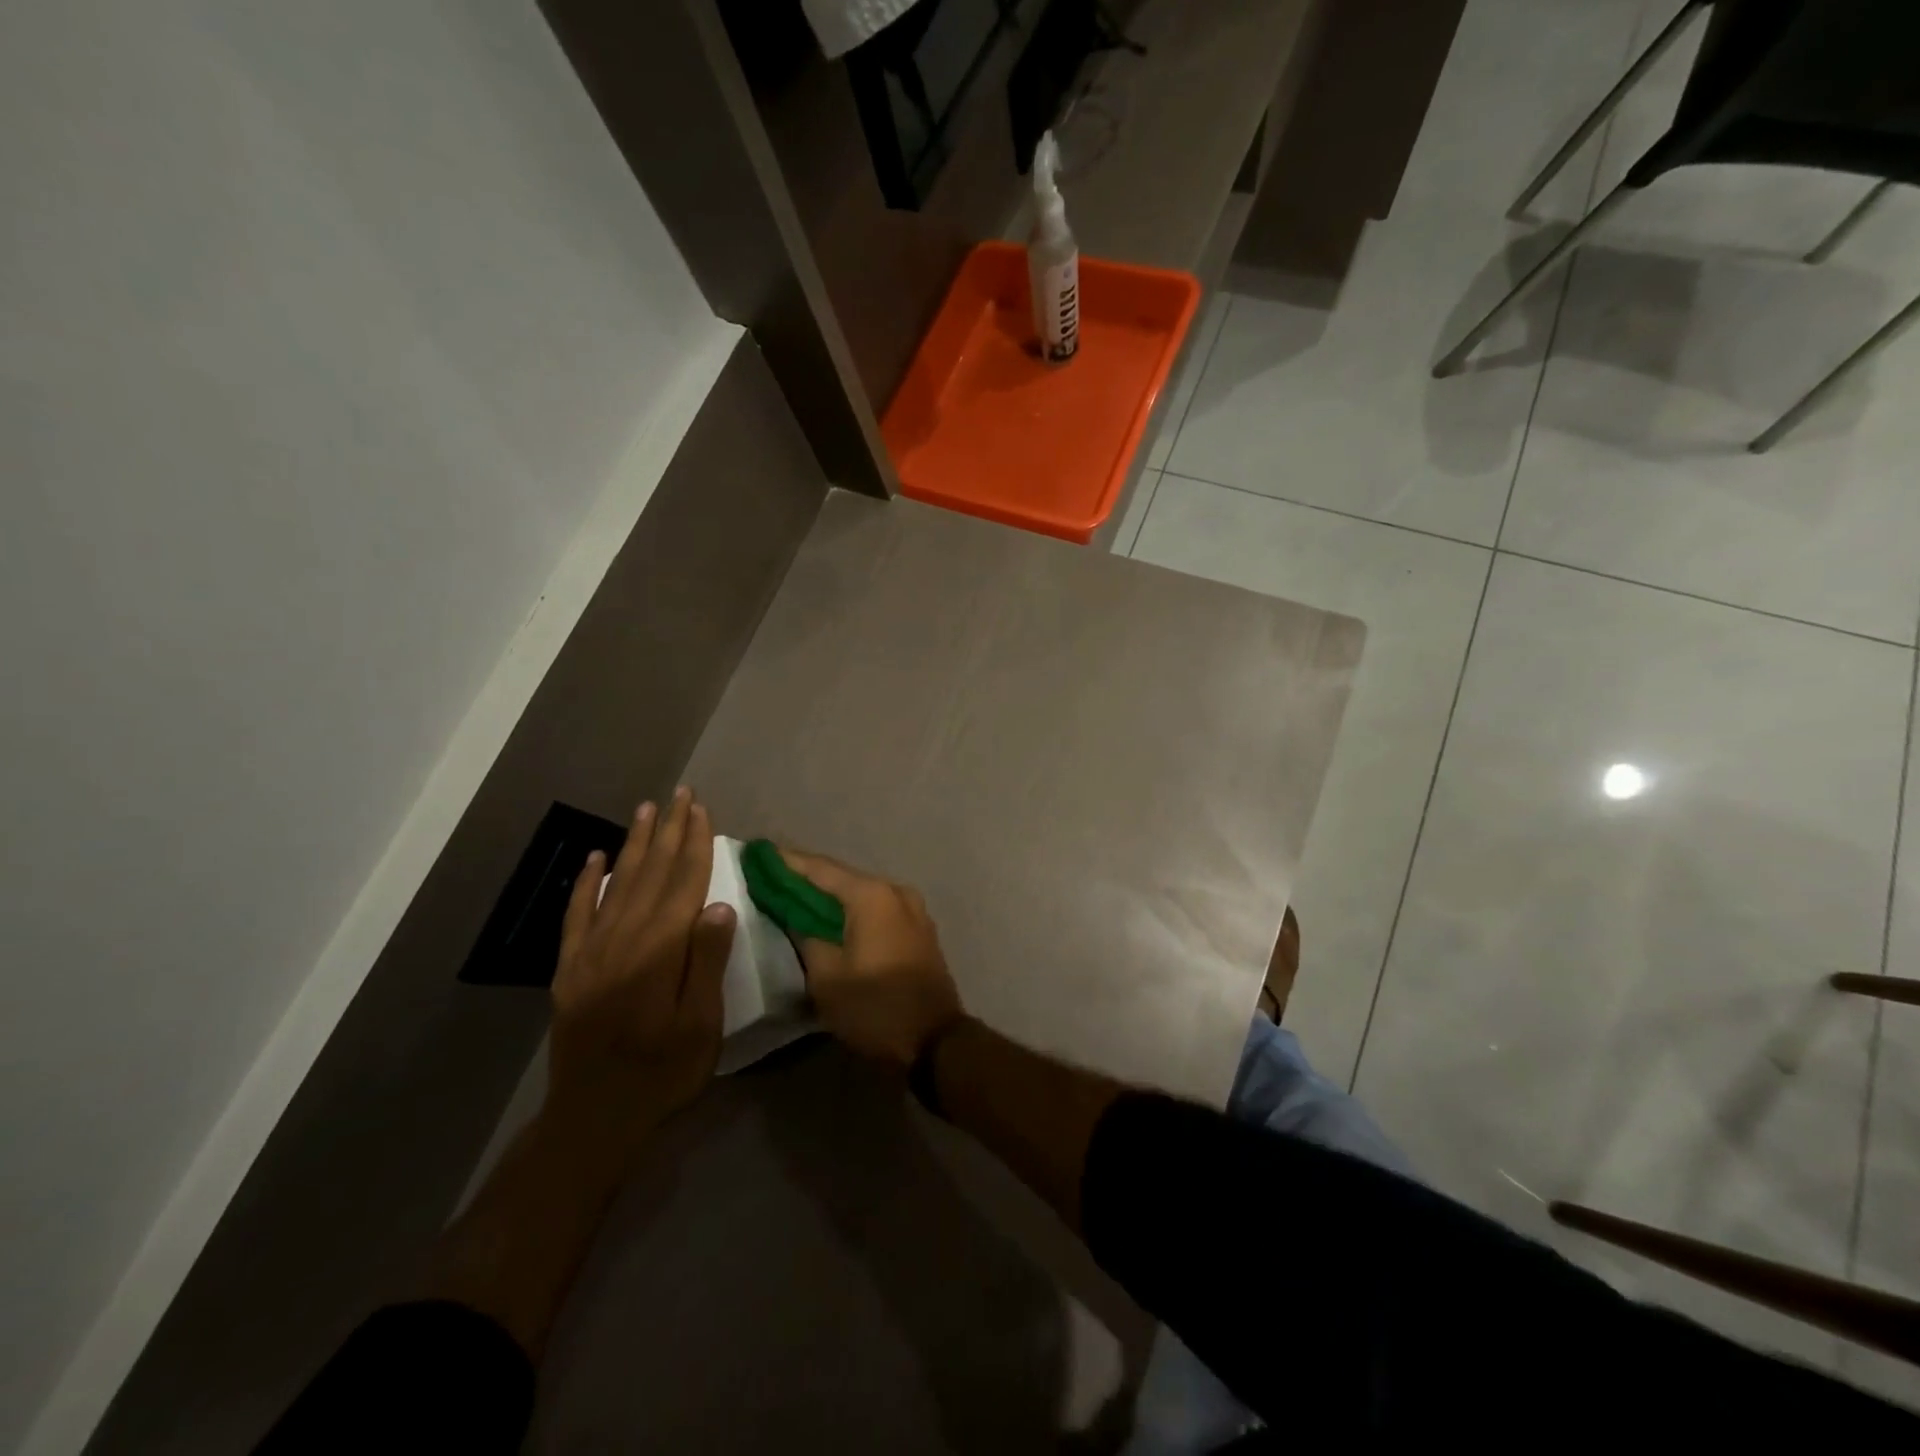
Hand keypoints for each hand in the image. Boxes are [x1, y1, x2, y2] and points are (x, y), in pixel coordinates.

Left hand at [546, 787, 735, 1156]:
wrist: (593, 1116)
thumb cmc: (662, 1072)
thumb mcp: (701, 1024)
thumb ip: (707, 962)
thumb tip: (720, 905)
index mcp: (660, 949)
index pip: (684, 883)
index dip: (695, 844)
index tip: (702, 810)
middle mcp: (624, 938)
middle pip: (652, 873)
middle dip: (669, 831)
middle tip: (680, 794)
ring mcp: (592, 951)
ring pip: (617, 883)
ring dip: (635, 844)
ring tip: (647, 810)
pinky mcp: (571, 967)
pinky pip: (578, 914)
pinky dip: (587, 882)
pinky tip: (596, 858)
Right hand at [776, 848, 963, 1068]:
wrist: (936, 1041)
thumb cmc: (875, 1008)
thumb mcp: (826, 977)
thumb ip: (805, 936)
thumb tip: (794, 915)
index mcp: (871, 895)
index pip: (819, 869)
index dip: (786, 862)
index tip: (758, 854)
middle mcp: (894, 891)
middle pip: (841, 877)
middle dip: (806, 877)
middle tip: (770, 876)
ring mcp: (912, 908)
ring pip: (860, 893)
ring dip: (830, 895)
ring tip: (795, 896)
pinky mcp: (918, 928)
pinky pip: (877, 909)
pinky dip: (852, 910)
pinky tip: (830, 918)